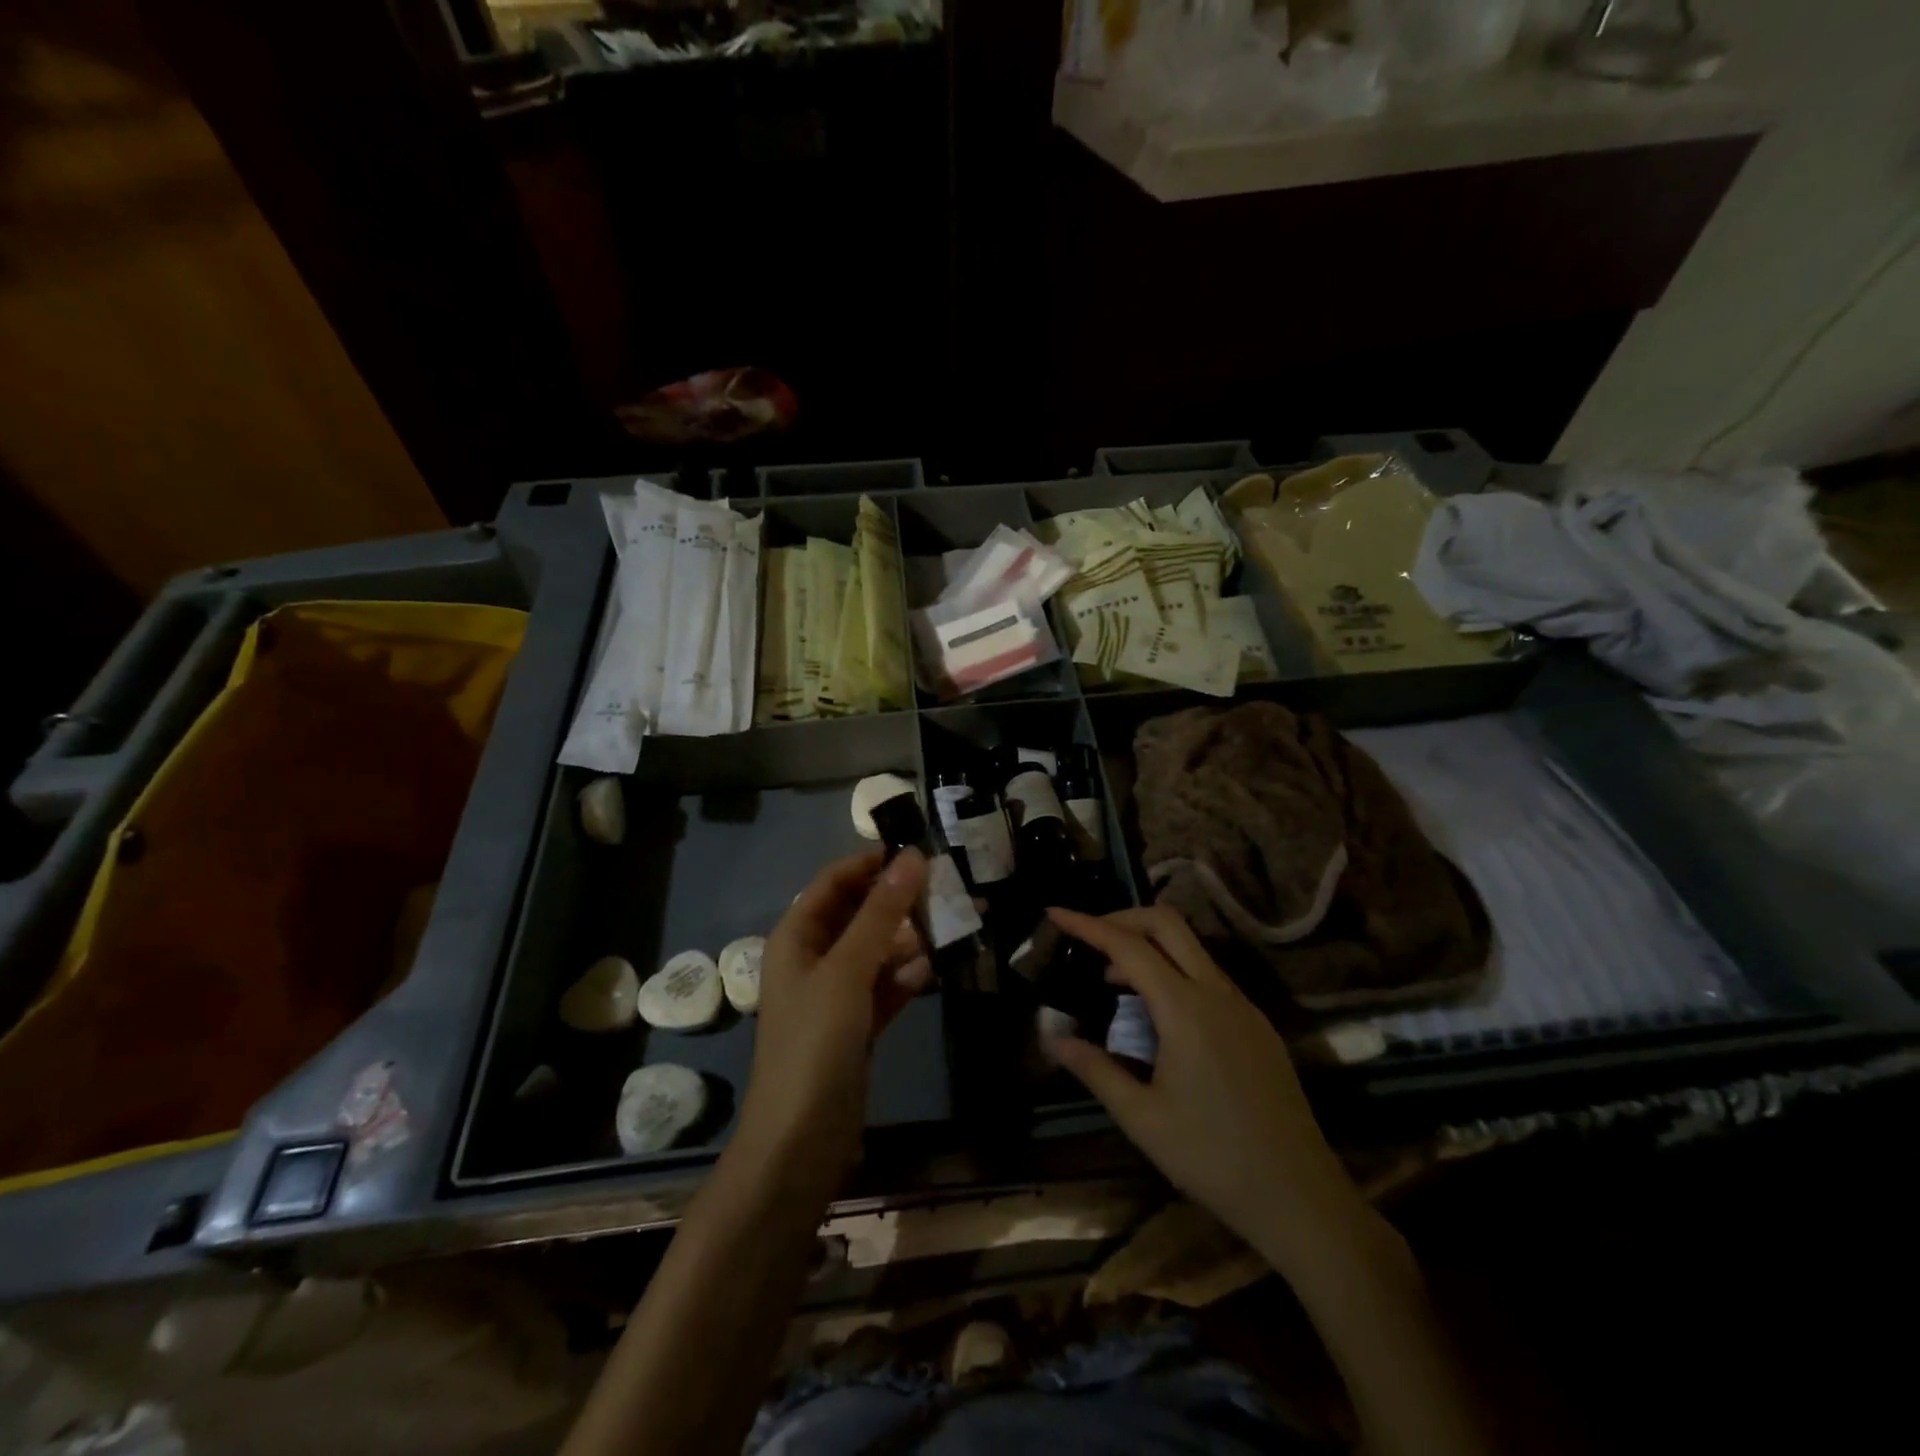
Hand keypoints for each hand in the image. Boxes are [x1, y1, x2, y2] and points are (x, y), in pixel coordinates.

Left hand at [735, 848, 932, 1185]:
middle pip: (858, 914)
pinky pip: (885, 986)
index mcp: (797, 937)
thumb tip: (913, 857)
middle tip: (947, 888)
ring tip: (954, 923)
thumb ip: (881, 913)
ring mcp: (835, 995)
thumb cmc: (816, 1042)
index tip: (917, 852)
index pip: (833, 882)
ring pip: (876, 951)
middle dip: (898, 901)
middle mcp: (813, 959)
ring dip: (909, 938)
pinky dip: (907, 976)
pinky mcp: (856, 1026)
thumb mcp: (848, 969)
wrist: (801, 1141)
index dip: (870, 863)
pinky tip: (935, 969)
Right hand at [1046, 905, 1370, 1272]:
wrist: (1299, 1196)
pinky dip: (1173, 970)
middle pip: (1167, 923)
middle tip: (1086, 934)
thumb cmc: (1212, 1158)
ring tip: (1112, 978)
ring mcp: (1243, 1005)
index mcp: (1185, 1009)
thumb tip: (1054, 1038)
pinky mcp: (1256, 1024)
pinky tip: (1156, 1011)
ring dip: (1148, 945)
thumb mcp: (1141, 1118)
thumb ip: (1095, 1069)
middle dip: (1122, 917)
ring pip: (1190, 947)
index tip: (1055, 912)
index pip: (1128, 946)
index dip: (1087, 925)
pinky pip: (1208, 975)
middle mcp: (1217, 993)